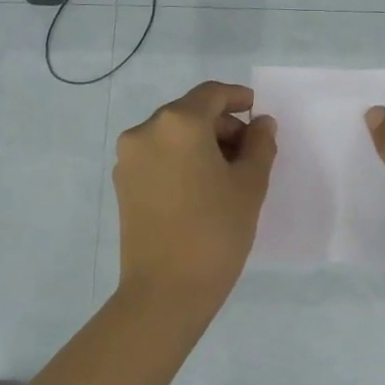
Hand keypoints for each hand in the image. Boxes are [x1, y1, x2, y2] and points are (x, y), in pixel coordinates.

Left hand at [114, 81, 277, 310]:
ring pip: (172, 135)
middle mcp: (146, 131)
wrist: (166, 290)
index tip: (258, 112)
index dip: (238, 98)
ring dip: (201, 143)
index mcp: (178, 123)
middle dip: (222, 126)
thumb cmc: (216, 231)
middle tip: (251, 152)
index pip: (211, 94)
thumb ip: (260, 145)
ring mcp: (129, 158)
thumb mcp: (250, 185)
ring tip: (228, 174)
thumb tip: (261, 123)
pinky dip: (181, 160)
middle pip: (190, 113)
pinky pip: (158, 157)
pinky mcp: (123, 184)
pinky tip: (201, 187)